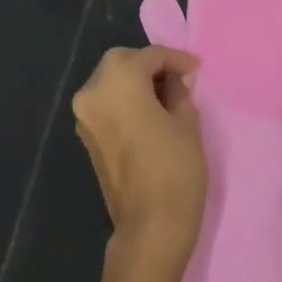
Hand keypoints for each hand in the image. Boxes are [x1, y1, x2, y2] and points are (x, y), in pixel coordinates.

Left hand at [72, 46, 206, 271]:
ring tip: (167, 94)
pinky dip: (125, 100)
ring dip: (135, 81)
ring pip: (110, 82)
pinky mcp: (86, 138)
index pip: (149, 56)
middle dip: (149, 65)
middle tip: (179, 77)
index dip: (176, 59)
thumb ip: (179, 91)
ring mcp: (85, 117)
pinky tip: (150, 111)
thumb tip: (175, 80)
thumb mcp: (187, 120)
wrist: (150, 225)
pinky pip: (106, 104)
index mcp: (118, 81)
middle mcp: (92, 92)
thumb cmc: (175, 166)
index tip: (196, 68)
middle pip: (122, 62)